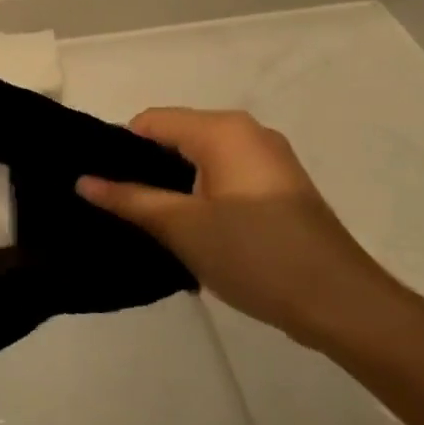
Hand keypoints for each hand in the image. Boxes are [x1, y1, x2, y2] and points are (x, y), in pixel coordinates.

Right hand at [77, 109, 401, 348]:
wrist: (341, 302)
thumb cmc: (255, 254)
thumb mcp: (182, 227)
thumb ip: (130, 199)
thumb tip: (82, 181)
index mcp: (223, 130)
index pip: (151, 121)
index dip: (119, 149)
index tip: (98, 185)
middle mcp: (247, 132)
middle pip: (177, 137)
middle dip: (145, 170)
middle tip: (117, 208)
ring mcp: (269, 160)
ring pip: (202, 160)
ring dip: (173, 187)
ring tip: (147, 224)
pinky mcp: (280, 188)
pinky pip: (226, 177)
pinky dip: (202, 196)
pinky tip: (189, 232)